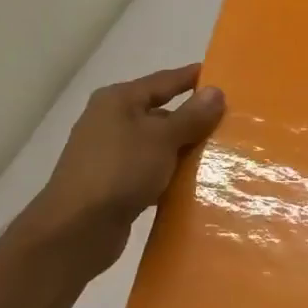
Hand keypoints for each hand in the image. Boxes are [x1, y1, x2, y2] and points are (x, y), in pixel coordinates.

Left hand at [15, 64, 224, 277]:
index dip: (191, 78)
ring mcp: (110, 154)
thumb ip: (191, 116)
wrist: (77, 229)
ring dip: (183, 150)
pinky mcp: (113, 184)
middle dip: (193, 119)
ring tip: (221, 154)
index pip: (163, 81)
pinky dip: (169, 175)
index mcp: (118, 101)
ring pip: (157, 145)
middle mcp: (110, 121)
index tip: (222, 77)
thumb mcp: (162, 138)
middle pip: (160, 113)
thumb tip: (216, 90)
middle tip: (230, 123)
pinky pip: (150, 171)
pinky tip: (193, 184)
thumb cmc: (120, 170)